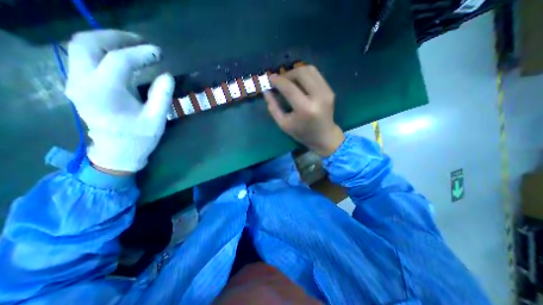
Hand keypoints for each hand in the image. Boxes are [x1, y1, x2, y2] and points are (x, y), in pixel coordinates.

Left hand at [63, 30, 174, 174]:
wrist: (117, 152)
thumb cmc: (139, 137)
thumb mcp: (156, 119)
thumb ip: (162, 96)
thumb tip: (167, 75)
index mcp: (105, 91)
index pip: (120, 60)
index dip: (142, 53)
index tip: (159, 53)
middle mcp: (82, 82)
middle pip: (88, 43)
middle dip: (116, 38)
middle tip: (141, 42)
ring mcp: (75, 83)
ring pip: (80, 47)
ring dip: (106, 41)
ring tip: (132, 46)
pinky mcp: (78, 86)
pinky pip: (83, 58)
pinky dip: (101, 52)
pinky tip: (120, 57)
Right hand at [265, 67, 345, 156]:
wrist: (324, 136)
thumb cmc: (302, 133)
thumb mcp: (283, 124)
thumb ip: (273, 108)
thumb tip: (267, 91)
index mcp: (304, 108)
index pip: (289, 87)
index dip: (278, 80)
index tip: (270, 78)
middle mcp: (317, 97)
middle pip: (301, 73)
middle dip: (287, 74)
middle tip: (281, 81)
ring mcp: (326, 92)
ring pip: (310, 70)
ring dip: (296, 72)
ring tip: (289, 80)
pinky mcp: (330, 90)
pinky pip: (316, 75)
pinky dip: (305, 75)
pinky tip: (300, 83)